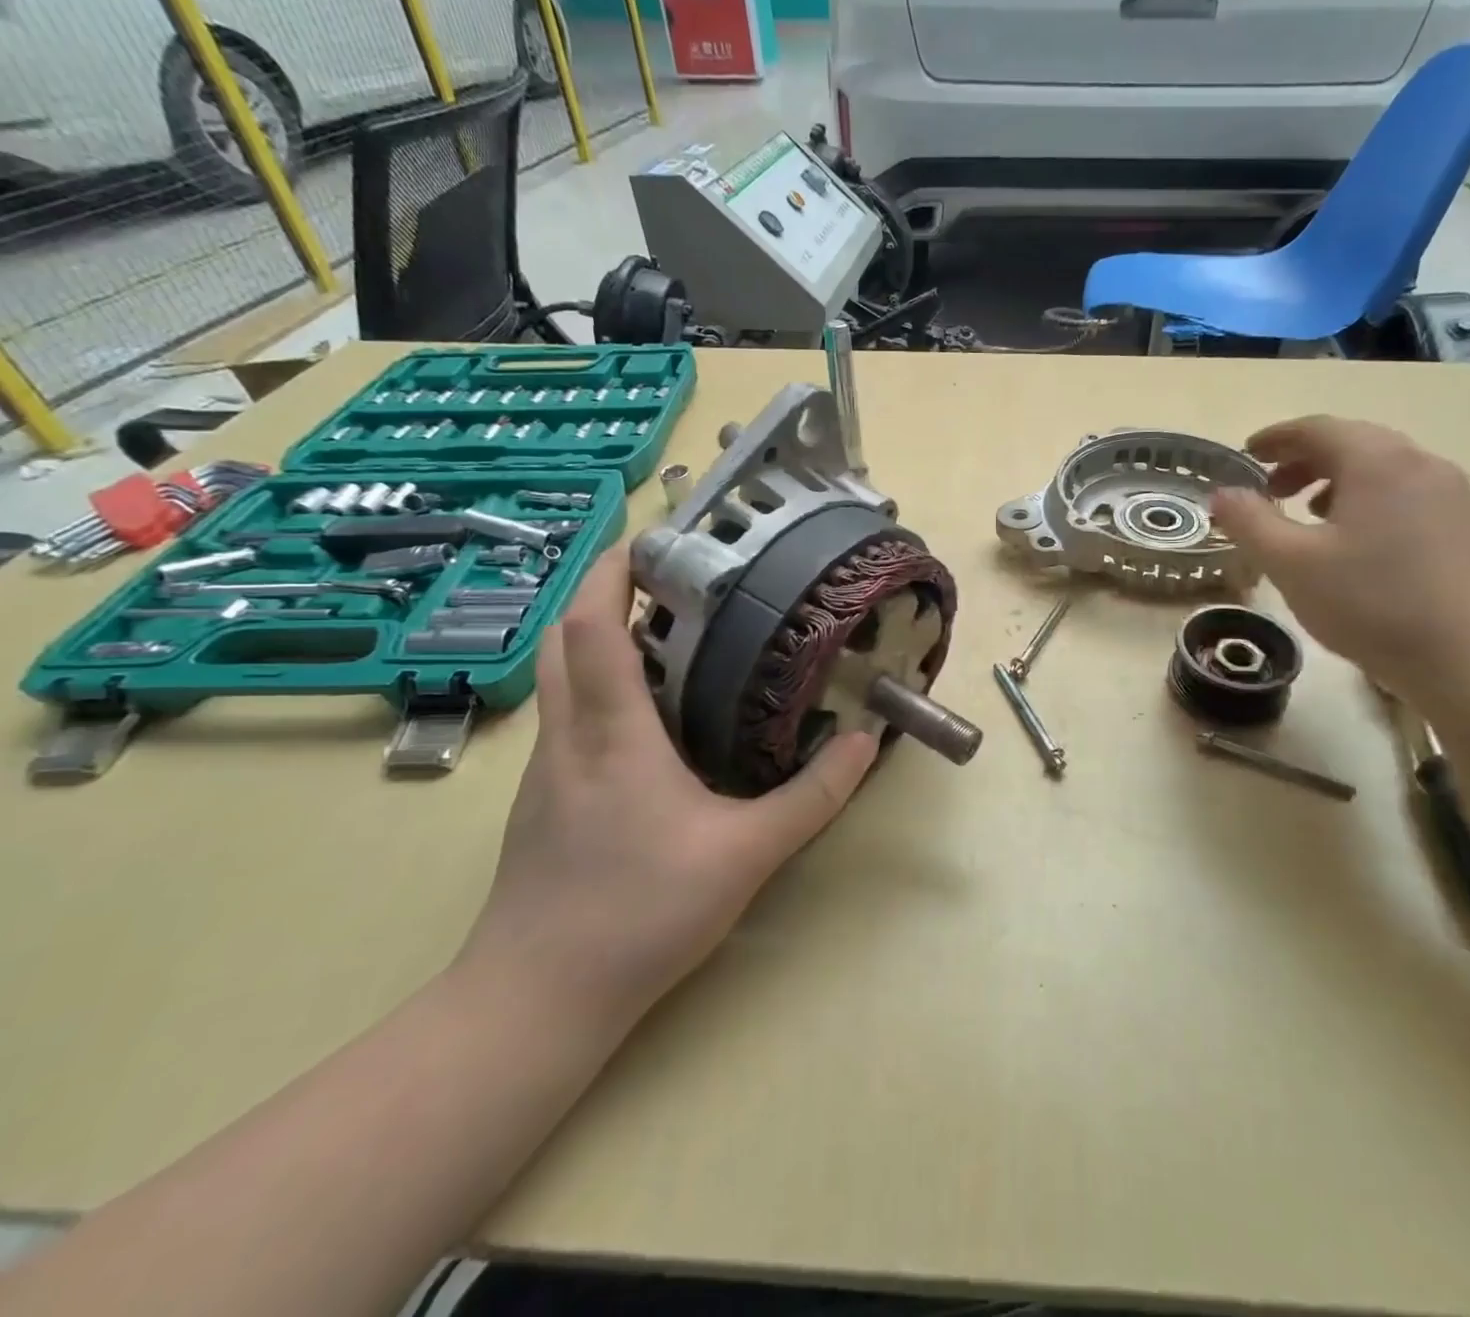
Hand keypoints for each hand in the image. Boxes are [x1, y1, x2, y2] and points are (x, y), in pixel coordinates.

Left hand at [461, 550, 876, 1022]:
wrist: (535, 1000)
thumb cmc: (638, 914)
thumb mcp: (746, 855)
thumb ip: (811, 797)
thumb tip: (862, 742)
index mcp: (611, 732)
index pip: (592, 625)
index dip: (612, 570)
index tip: (652, 539)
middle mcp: (568, 736)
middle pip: (564, 637)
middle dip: (603, 592)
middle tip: (668, 581)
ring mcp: (548, 769)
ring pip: (561, 677)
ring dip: (601, 639)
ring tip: (667, 637)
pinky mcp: (545, 800)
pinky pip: (568, 717)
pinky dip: (600, 688)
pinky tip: (648, 719)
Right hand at [1210, 416, 1469, 698]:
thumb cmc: (1374, 604)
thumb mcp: (1292, 564)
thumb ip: (1250, 523)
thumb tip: (1222, 494)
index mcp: (1377, 461)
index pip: (1317, 428)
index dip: (1276, 437)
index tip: (1246, 452)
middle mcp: (1421, 465)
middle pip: (1353, 444)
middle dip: (1304, 461)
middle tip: (1271, 489)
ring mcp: (1454, 497)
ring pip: (1383, 472)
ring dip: (1336, 483)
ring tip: (1309, 517)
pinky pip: (1406, 497)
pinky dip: (1368, 504)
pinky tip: (1357, 546)